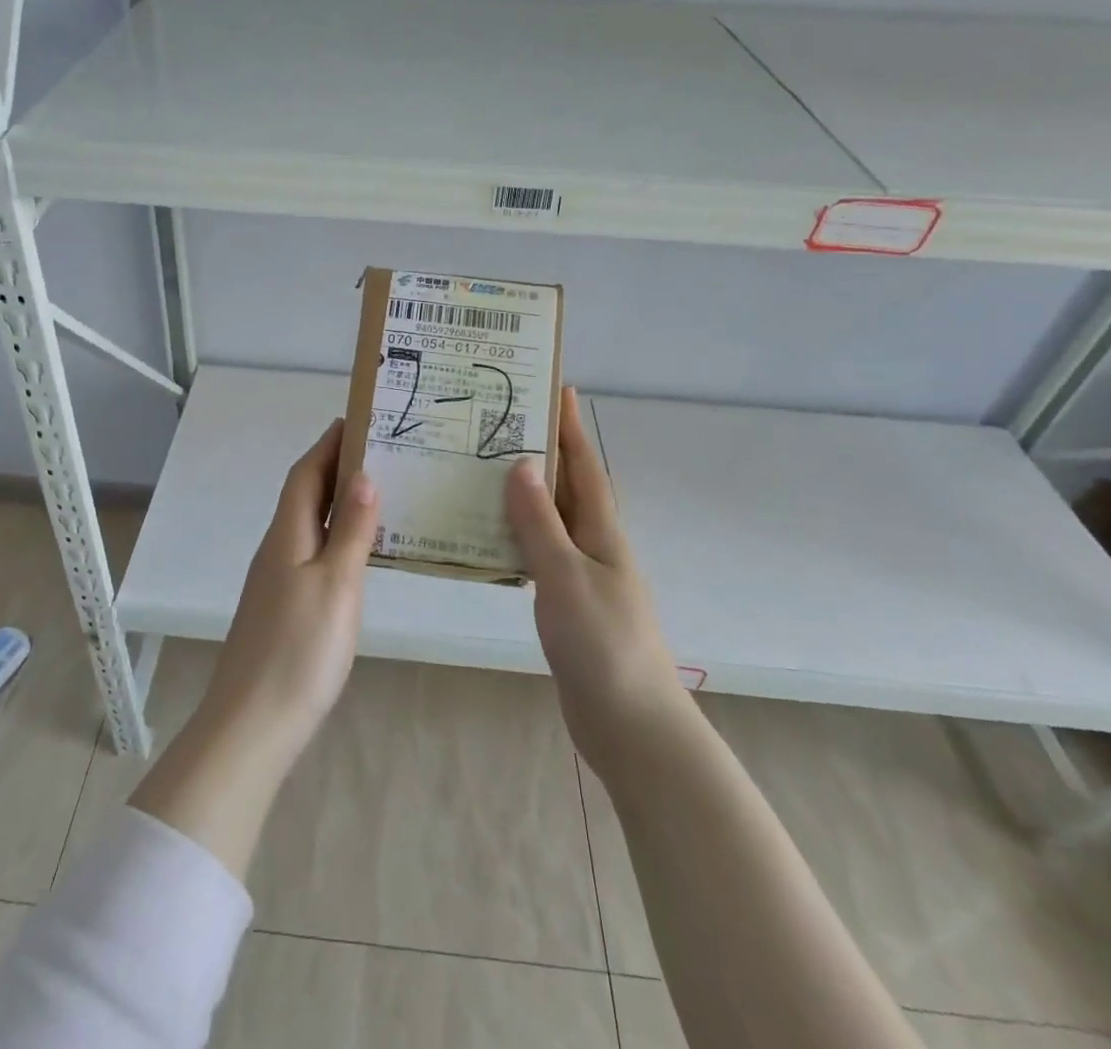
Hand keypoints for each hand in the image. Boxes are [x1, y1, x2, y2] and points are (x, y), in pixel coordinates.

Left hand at [130, 421, 377, 879]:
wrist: (252, 725)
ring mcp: (276, 580)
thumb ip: (350, 530)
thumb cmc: (299, 650)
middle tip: (380, 452)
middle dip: (335, 467)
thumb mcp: (336, 585)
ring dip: (336, 502)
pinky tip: (357, 552)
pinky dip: (334, 536)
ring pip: (307, 524)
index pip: (305, 473)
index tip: (357, 420)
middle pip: (304, 495)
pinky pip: (311, 552)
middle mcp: (276, 549)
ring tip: (378, 493)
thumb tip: (363, 476)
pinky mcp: (282, 607)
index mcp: (286, 535)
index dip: (328, 444)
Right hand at [505, 387, 687, 778]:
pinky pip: (537, 552)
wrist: (630, 724)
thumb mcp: (565, 576)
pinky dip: (514, 534)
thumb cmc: (603, 643)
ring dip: (522, 492)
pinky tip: (485, 534)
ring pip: (547, 519)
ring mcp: (581, 574)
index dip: (570, 426)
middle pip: (565, 486)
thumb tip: (520, 463)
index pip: (583, 465)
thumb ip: (539, 522)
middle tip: (498, 421)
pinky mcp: (565, 602)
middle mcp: (593, 544)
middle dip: (540, 451)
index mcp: (601, 531)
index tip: (556, 387)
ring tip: (481, 467)